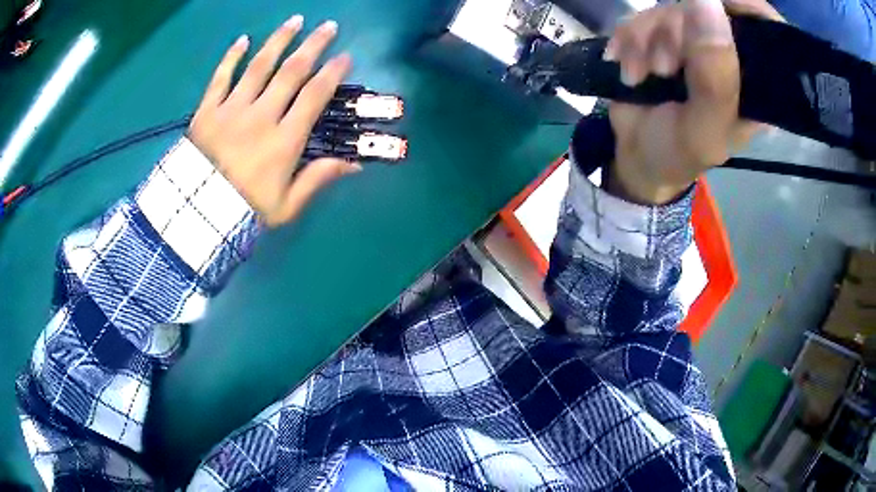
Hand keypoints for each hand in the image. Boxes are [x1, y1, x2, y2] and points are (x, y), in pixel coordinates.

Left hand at [189, 16, 360, 226]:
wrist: (197, 216)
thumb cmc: (244, 211)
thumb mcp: (286, 206)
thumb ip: (317, 180)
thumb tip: (354, 164)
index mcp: (283, 140)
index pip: (314, 96)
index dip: (333, 73)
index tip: (345, 57)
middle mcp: (261, 116)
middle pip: (291, 72)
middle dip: (313, 45)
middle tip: (329, 26)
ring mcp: (232, 109)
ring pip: (259, 66)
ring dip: (279, 40)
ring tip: (295, 20)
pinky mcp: (207, 111)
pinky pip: (220, 78)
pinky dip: (231, 57)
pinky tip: (243, 39)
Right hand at [605, 0, 780, 204]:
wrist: (635, 154)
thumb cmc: (677, 154)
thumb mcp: (703, 131)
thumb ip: (714, 81)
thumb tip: (706, 2)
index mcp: (757, 84)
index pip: (766, 28)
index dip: (742, 6)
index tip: (709, 7)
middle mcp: (731, 55)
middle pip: (711, 9)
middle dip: (678, 31)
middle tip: (663, 67)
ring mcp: (697, 41)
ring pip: (674, 7)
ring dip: (647, 36)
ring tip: (639, 74)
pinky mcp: (665, 35)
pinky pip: (646, 14)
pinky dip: (630, 36)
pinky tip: (625, 63)